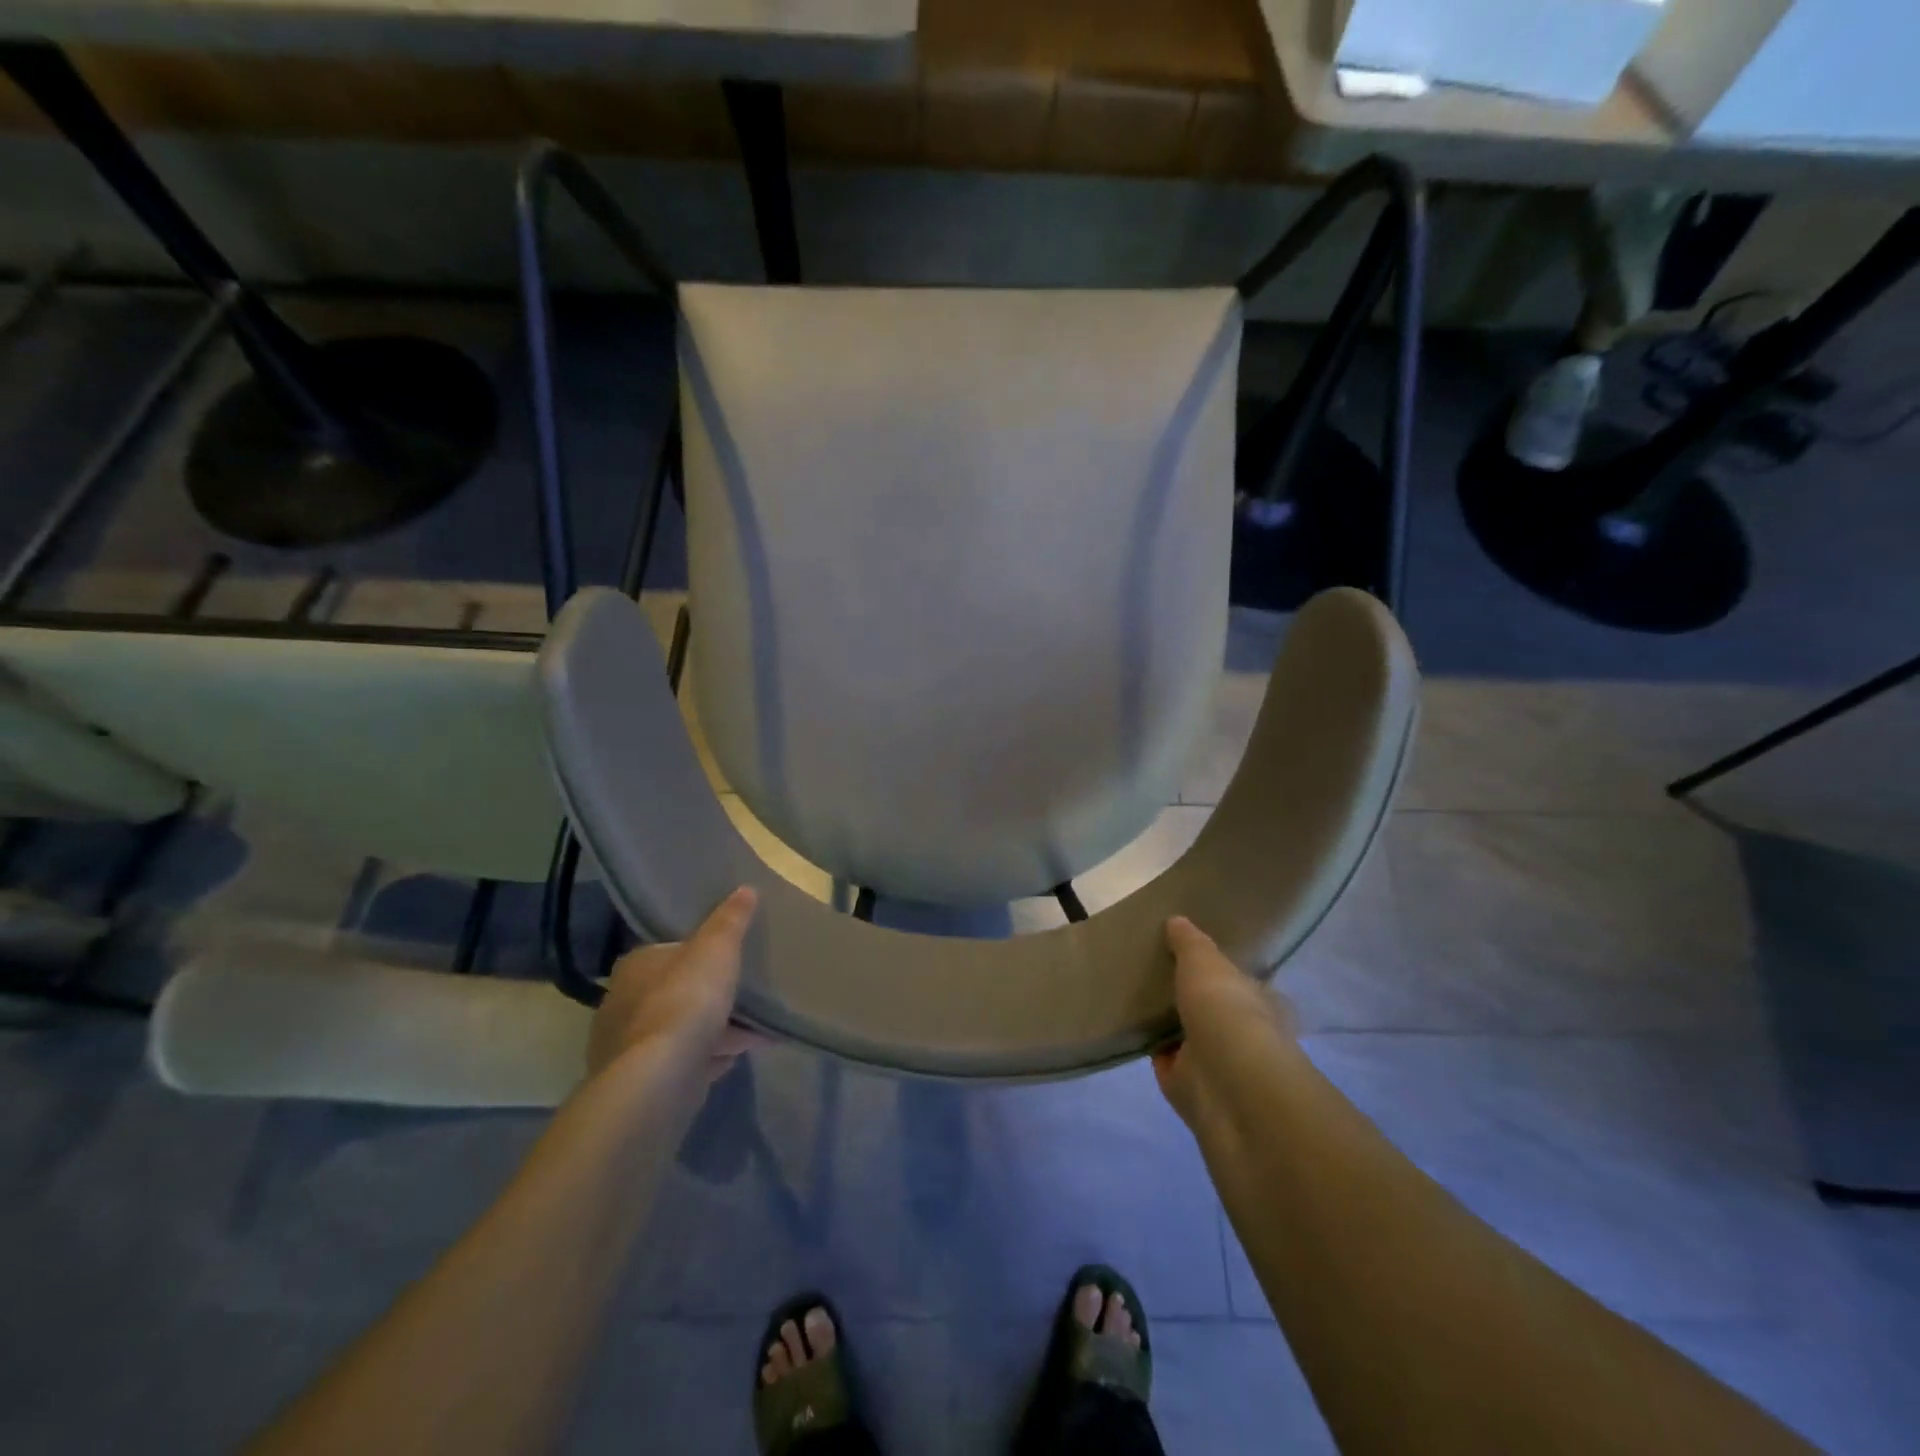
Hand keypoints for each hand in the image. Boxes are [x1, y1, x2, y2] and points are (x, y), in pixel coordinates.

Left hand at [587, 887, 759, 1079]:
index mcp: (635, 966)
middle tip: (743, 996)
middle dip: (708, 996)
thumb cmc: (685, 1000)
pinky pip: (683, 1062)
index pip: (667, 951)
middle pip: (674, 992)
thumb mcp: (717, 948)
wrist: (659, 1079)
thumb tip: (745, 888)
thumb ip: (731, 920)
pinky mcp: (641, 1084)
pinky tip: (735, 1059)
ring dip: (713, 1031)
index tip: (728, 960)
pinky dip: (708, 1058)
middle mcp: (622, 1004)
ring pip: (679, 1031)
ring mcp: (628, 1048)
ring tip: (752, 1032)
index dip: (698, 954)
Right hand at [1152, 916, 1296, 1129]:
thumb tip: (1177, 921)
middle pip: (1211, 1009)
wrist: (1225, 1083)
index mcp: (1260, 1002)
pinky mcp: (1186, 1086)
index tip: (1190, 954)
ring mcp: (1214, 1062)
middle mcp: (1242, 1033)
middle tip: (1154, 971)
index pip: (1240, 982)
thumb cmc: (1226, 1010)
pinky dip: (1148, 1045)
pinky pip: (1163, 1059)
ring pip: (1186, 1035)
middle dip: (1189, 997)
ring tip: (1134, 994)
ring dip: (1167, 1023)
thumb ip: (1190, 942)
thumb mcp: (1206, 961)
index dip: (1219, 970)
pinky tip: (1126, 1024)